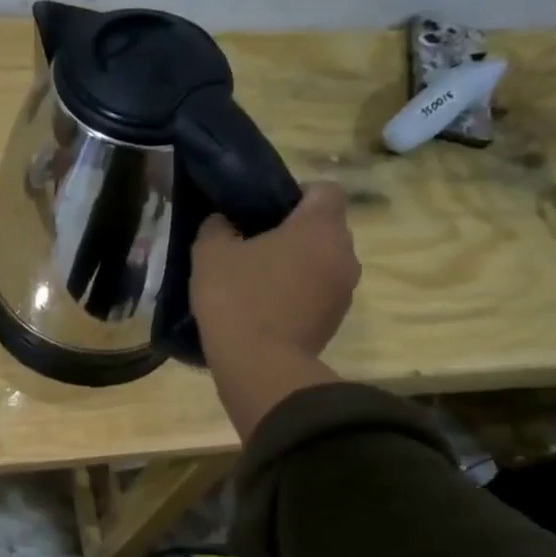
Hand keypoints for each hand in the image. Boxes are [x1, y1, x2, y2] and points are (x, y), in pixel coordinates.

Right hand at [191, 183, 361, 440]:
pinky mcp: (336, 321)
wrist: (260, 366)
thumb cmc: (238, 298)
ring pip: (324, 262)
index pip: (325, 189)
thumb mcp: (210, 253)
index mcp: (319, 226)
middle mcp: (343, 253)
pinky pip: (319, 292)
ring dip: (298, 265)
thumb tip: (223, 222)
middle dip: (295, 232)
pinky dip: (299, 293)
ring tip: (258, 279)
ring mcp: (345, 290)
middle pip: (325, 228)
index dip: (297, 192)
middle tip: (254, 244)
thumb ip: (217, 227)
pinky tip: (266, 307)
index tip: (265, 209)